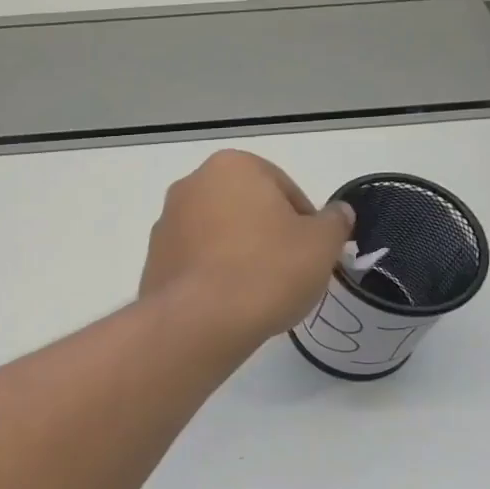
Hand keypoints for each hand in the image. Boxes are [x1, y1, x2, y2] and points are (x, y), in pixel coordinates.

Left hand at [139, 150, 352, 345]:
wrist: (198, 322)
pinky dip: (212, 277)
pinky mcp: (152, 261)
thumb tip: (337, 213)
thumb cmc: (266, 271)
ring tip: (257, 293)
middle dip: (267, 236)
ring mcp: (166, 224)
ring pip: (217, 236)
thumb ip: (334, 222)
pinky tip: (228, 304)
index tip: (311, 254)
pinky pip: (195, 263)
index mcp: (232, 166)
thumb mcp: (321, 245)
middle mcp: (190, 186)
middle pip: (245, 210)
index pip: (282, 188)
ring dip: (238, 256)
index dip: (304, 223)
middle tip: (287, 273)